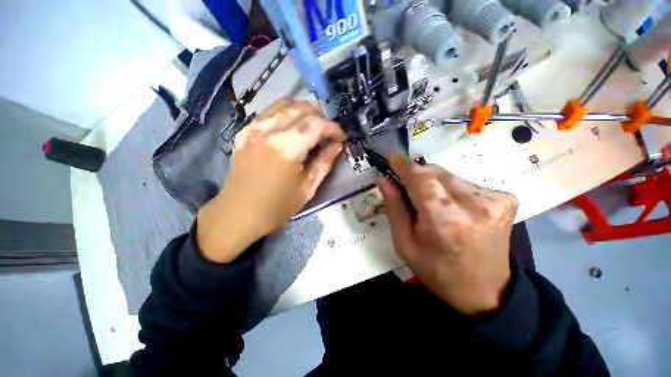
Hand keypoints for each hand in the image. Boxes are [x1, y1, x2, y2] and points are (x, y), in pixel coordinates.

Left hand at [197, 99, 344, 262]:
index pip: (316, 124)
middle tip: (328, 135)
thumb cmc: (277, 206)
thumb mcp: (307, 189)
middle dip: (321, 118)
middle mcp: (269, 131)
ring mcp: (253, 128)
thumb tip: (337, 145)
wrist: (238, 214)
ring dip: (304, 112)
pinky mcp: (244, 132)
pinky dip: (285, 113)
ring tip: (312, 128)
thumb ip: (324, 163)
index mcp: (287, 148)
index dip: (333, 128)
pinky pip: (269, 112)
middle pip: (301, 109)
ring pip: (284, 104)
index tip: (342, 138)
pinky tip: (291, 127)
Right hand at [377, 155, 517, 316]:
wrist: (485, 291)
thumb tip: (383, 180)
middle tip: (406, 187)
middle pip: (435, 172)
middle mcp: (472, 204)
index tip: (391, 159)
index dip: (403, 165)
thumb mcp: (404, 243)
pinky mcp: (505, 199)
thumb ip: (394, 207)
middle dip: (416, 175)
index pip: (420, 177)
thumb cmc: (436, 270)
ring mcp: (494, 199)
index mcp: (443, 219)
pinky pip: (466, 183)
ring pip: (449, 175)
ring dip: (433, 183)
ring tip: (429, 203)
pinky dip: (451, 189)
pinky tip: (451, 207)